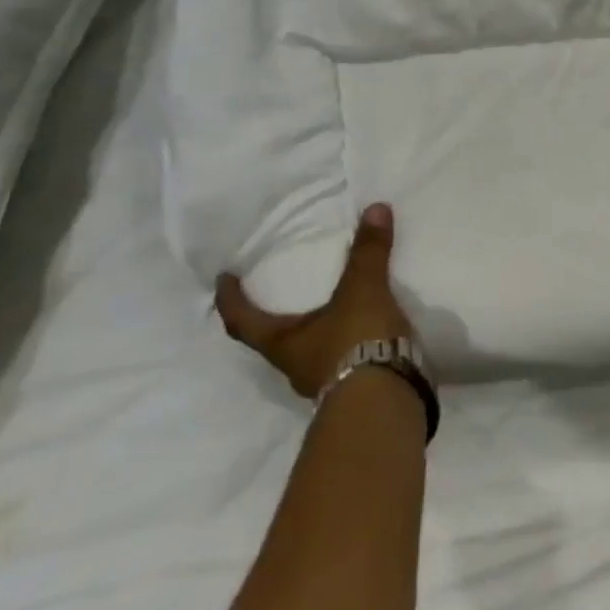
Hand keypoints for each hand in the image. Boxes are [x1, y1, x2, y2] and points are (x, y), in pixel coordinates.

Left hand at [215, 203, 418, 398]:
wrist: (385, 401)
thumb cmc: (355, 343)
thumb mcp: (363, 291)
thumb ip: (368, 253)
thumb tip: (375, 208)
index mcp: (282, 343)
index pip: (242, 321)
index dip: (231, 300)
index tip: (223, 279)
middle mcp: (294, 366)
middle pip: (273, 339)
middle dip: (275, 316)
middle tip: (281, 290)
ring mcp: (323, 382)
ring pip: (309, 351)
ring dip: (315, 330)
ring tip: (332, 305)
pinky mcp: (353, 388)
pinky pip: (341, 359)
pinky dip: (347, 342)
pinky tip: (364, 329)